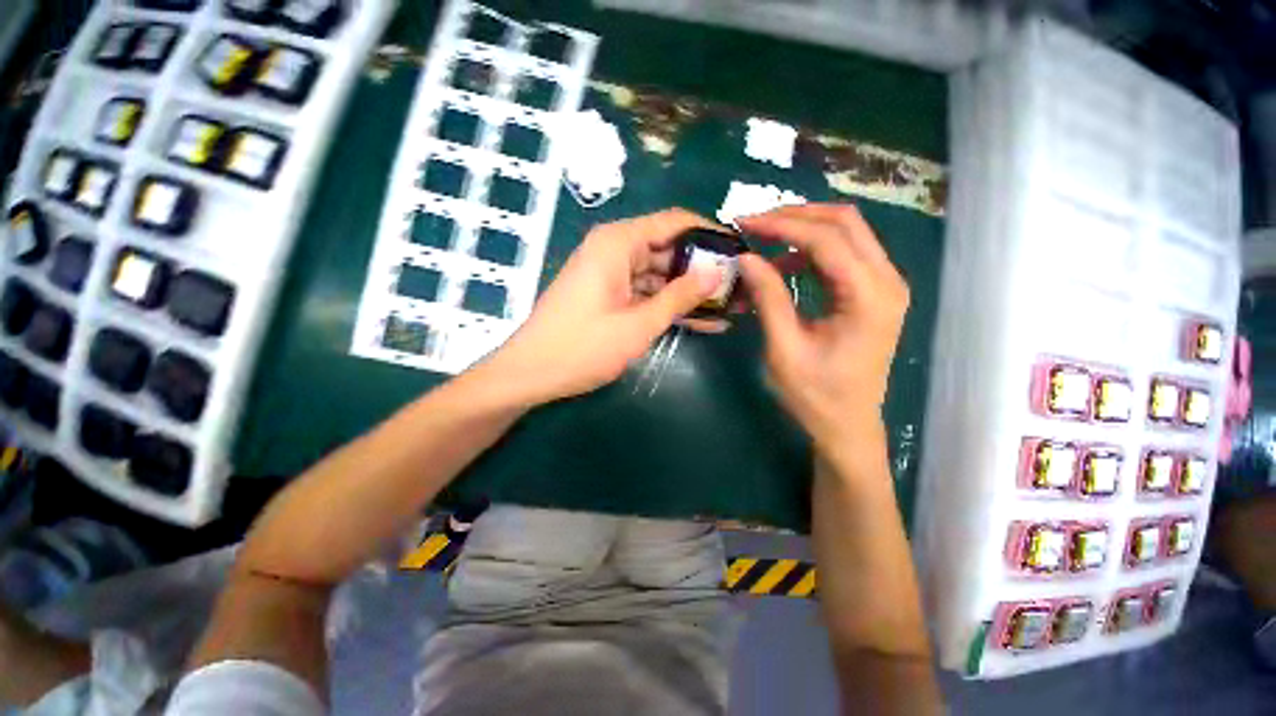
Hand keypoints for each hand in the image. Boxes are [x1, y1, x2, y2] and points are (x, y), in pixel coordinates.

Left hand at [485, 209, 723, 405]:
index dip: (710, 233)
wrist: (531, 373)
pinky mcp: (611, 296)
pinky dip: (670, 306)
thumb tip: (718, 272)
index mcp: (618, 242)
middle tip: (741, 287)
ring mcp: (612, 274)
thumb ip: (680, 296)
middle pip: (670, 249)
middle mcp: (615, 249)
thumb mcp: (639, 323)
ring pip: (661, 275)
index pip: (675, 221)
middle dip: (705, 270)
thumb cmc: (583, 347)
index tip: (740, 250)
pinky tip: (705, 322)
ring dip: (691, 293)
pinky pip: (647, 294)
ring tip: (731, 307)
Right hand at [737, 204, 908, 441]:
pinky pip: (843, 255)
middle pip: (844, 223)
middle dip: (795, 217)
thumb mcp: (784, 348)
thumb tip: (745, 257)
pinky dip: (810, 252)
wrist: (848, 425)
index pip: (826, 239)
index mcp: (869, 297)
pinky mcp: (873, 292)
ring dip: (802, 231)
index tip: (745, 223)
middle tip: (754, 224)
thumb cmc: (815, 394)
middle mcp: (887, 281)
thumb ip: (768, 298)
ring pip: (846, 233)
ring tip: (763, 243)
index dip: (782, 226)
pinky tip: (783, 267)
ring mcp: (885, 285)